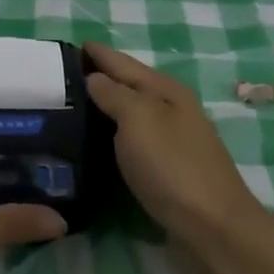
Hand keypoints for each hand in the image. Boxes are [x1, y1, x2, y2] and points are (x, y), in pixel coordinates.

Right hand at [84, 41, 264, 245]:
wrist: (212, 227)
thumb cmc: (172, 165)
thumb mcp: (138, 119)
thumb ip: (114, 94)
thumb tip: (94, 77)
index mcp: (165, 90)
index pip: (123, 62)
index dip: (97, 53)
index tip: (68, 46)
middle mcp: (171, 109)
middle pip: (129, 85)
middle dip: (99, 77)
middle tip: (61, 77)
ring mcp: (173, 140)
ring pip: (131, 113)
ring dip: (106, 107)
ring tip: (72, 106)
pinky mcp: (169, 169)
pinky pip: (133, 140)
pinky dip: (114, 134)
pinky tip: (96, 141)